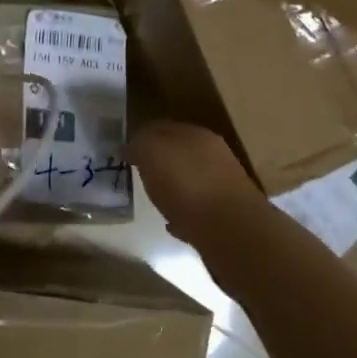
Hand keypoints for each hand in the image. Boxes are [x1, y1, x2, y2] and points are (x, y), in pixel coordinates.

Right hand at [128, 121, 267, 246]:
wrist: (230, 230)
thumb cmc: (187, 185)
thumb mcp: (153, 153)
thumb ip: (140, 145)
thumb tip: (130, 146)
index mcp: (196, 134)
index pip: (163, 127)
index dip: (142, 136)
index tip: (125, 151)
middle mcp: (213, 155)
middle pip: (179, 152)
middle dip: (159, 160)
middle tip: (138, 172)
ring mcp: (222, 185)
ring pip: (190, 179)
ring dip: (172, 186)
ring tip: (154, 197)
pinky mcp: (226, 215)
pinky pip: (197, 208)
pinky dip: (183, 212)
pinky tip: (172, 222)